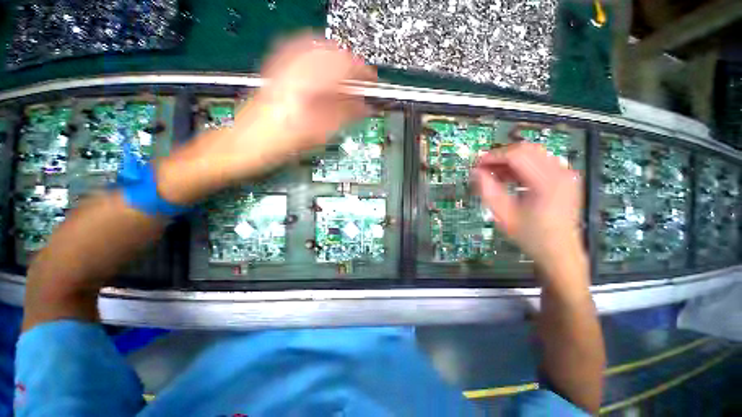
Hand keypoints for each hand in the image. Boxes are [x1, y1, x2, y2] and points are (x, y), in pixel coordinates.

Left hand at [228, 34, 376, 174]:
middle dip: (351, 64)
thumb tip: (364, 107)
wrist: (241, 146)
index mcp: (306, 85)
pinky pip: (300, 55)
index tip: (373, 82)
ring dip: (336, 60)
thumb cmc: (277, 145)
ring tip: (346, 78)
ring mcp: (281, 67)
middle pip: (331, 51)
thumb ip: (343, 117)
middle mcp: (293, 68)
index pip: (344, 65)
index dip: (363, 72)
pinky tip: (322, 74)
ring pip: (316, 49)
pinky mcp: (274, 72)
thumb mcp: (316, 136)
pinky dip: (318, 60)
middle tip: (361, 81)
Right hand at [473, 142, 584, 275]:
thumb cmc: (530, 236)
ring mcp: (566, 173)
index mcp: (547, 183)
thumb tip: (476, 172)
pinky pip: (541, 160)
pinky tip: (510, 176)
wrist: (559, 251)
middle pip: (526, 149)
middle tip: (484, 167)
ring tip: (494, 173)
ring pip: (533, 152)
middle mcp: (561, 172)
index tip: (477, 164)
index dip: (493, 157)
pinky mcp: (566, 177)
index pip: (516, 156)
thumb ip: (487, 190)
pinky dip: (522, 164)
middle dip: (501, 155)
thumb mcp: (503, 215)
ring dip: (511, 159)